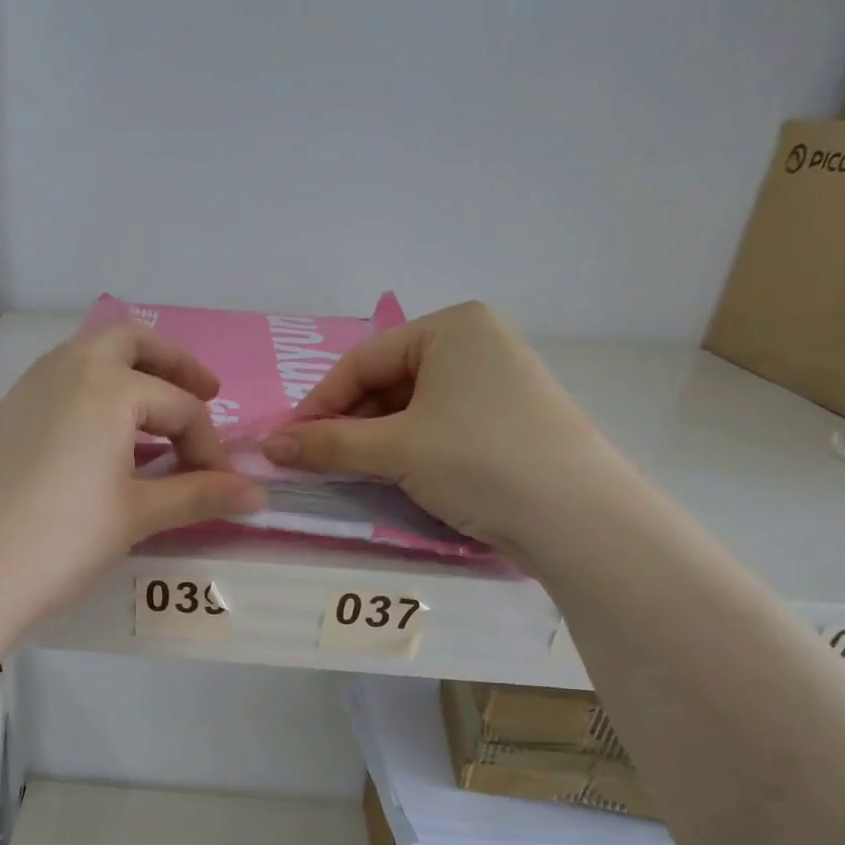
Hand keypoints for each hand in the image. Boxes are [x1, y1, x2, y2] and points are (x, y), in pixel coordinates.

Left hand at [0, 325, 262, 634]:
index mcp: (106, 387)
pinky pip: (53, 389)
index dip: (210, 446)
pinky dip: (86, 400)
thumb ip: (200, 496)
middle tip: (204, 394)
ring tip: (149, 424)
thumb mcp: (139, 516)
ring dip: (125, 377)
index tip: (223, 485)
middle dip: (173, 364)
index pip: (179, 407)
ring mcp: (23, 392)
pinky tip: (91, 446)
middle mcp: (63, 371)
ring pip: (84, 359)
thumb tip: (257, 497)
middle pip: (130, 342)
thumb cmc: (66, 540)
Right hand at [261, 301, 608, 547]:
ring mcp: (496, 381)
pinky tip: (393, 474)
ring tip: (349, 472)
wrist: (577, 517)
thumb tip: (268, 446)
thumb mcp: (395, 450)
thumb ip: (327, 444)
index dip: (318, 404)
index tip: (287, 443)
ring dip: (373, 439)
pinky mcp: (506, 419)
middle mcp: (476, 342)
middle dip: (347, 423)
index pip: (362, 361)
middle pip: (386, 382)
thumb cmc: (479, 461)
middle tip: (315, 462)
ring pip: (410, 407)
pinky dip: (407, 448)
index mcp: (452, 326)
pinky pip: (438, 424)